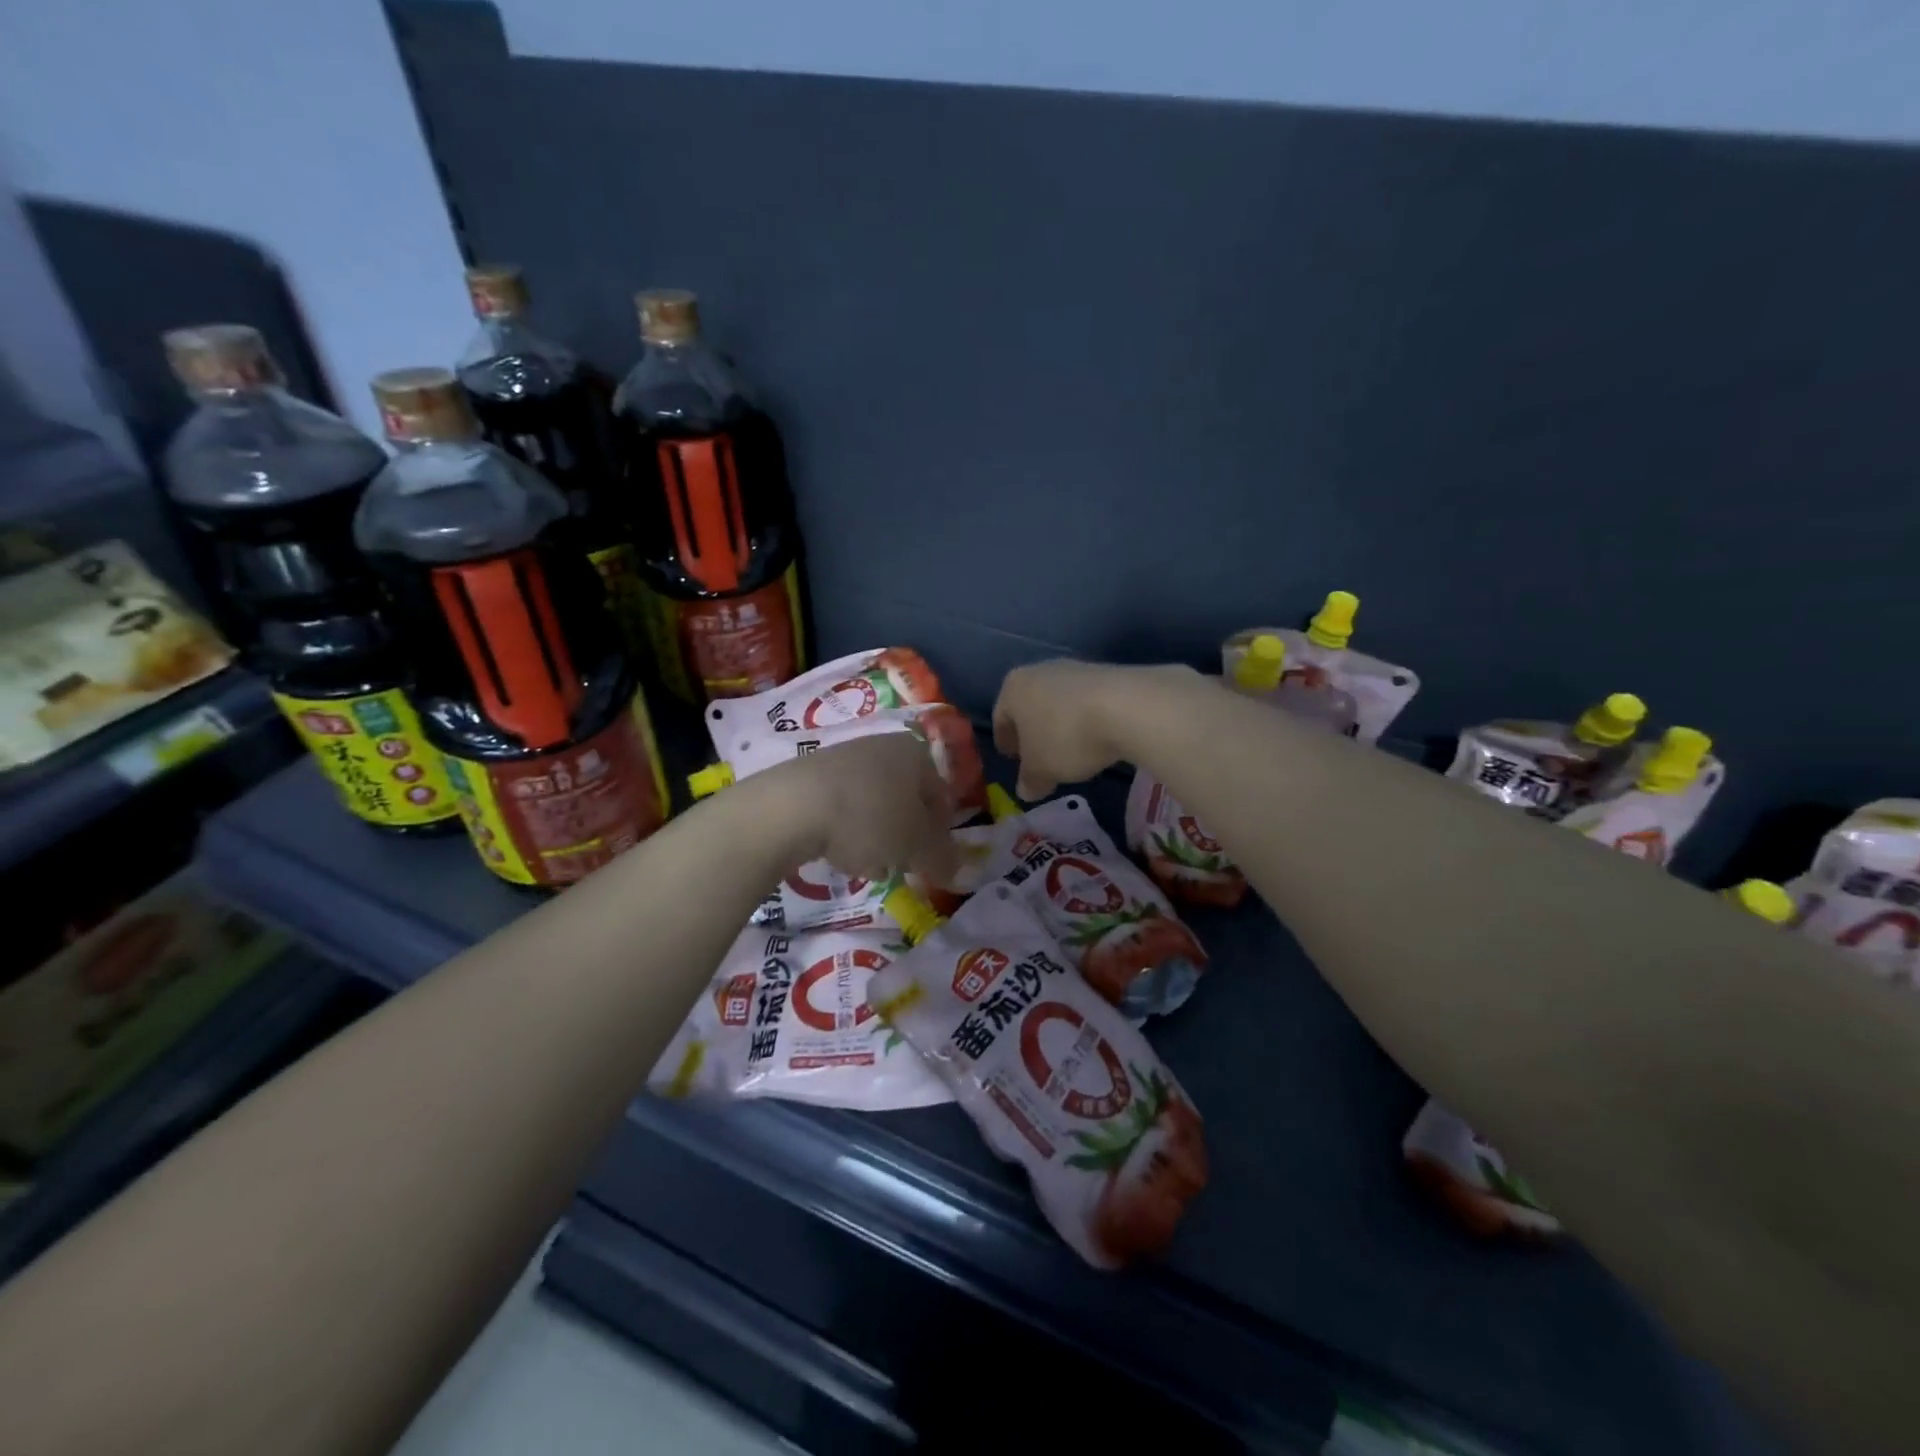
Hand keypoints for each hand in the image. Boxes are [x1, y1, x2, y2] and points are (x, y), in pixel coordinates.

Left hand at [768, 732, 957, 881]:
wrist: (791, 806)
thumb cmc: (869, 819)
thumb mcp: (916, 846)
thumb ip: (943, 858)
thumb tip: (958, 869)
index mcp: (916, 753)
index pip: (942, 795)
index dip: (942, 833)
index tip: (932, 862)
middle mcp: (883, 746)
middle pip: (907, 800)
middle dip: (907, 837)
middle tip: (902, 866)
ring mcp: (845, 757)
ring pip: (875, 805)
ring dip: (879, 838)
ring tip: (870, 867)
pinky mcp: (812, 775)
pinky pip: (844, 807)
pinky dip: (848, 831)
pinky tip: (839, 855)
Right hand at [994, 660, 1189, 799]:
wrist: (1128, 707)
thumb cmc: (1066, 737)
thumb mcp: (1041, 770)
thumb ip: (1029, 780)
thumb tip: (1025, 789)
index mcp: (1014, 688)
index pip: (1001, 716)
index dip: (1005, 741)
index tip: (1012, 759)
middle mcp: (1040, 670)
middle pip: (1031, 705)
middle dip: (1034, 731)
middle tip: (1040, 757)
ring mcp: (1076, 668)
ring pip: (1060, 702)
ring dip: (1062, 725)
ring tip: (1072, 751)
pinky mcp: (1108, 673)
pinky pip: (1088, 702)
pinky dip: (1087, 719)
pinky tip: (1098, 739)